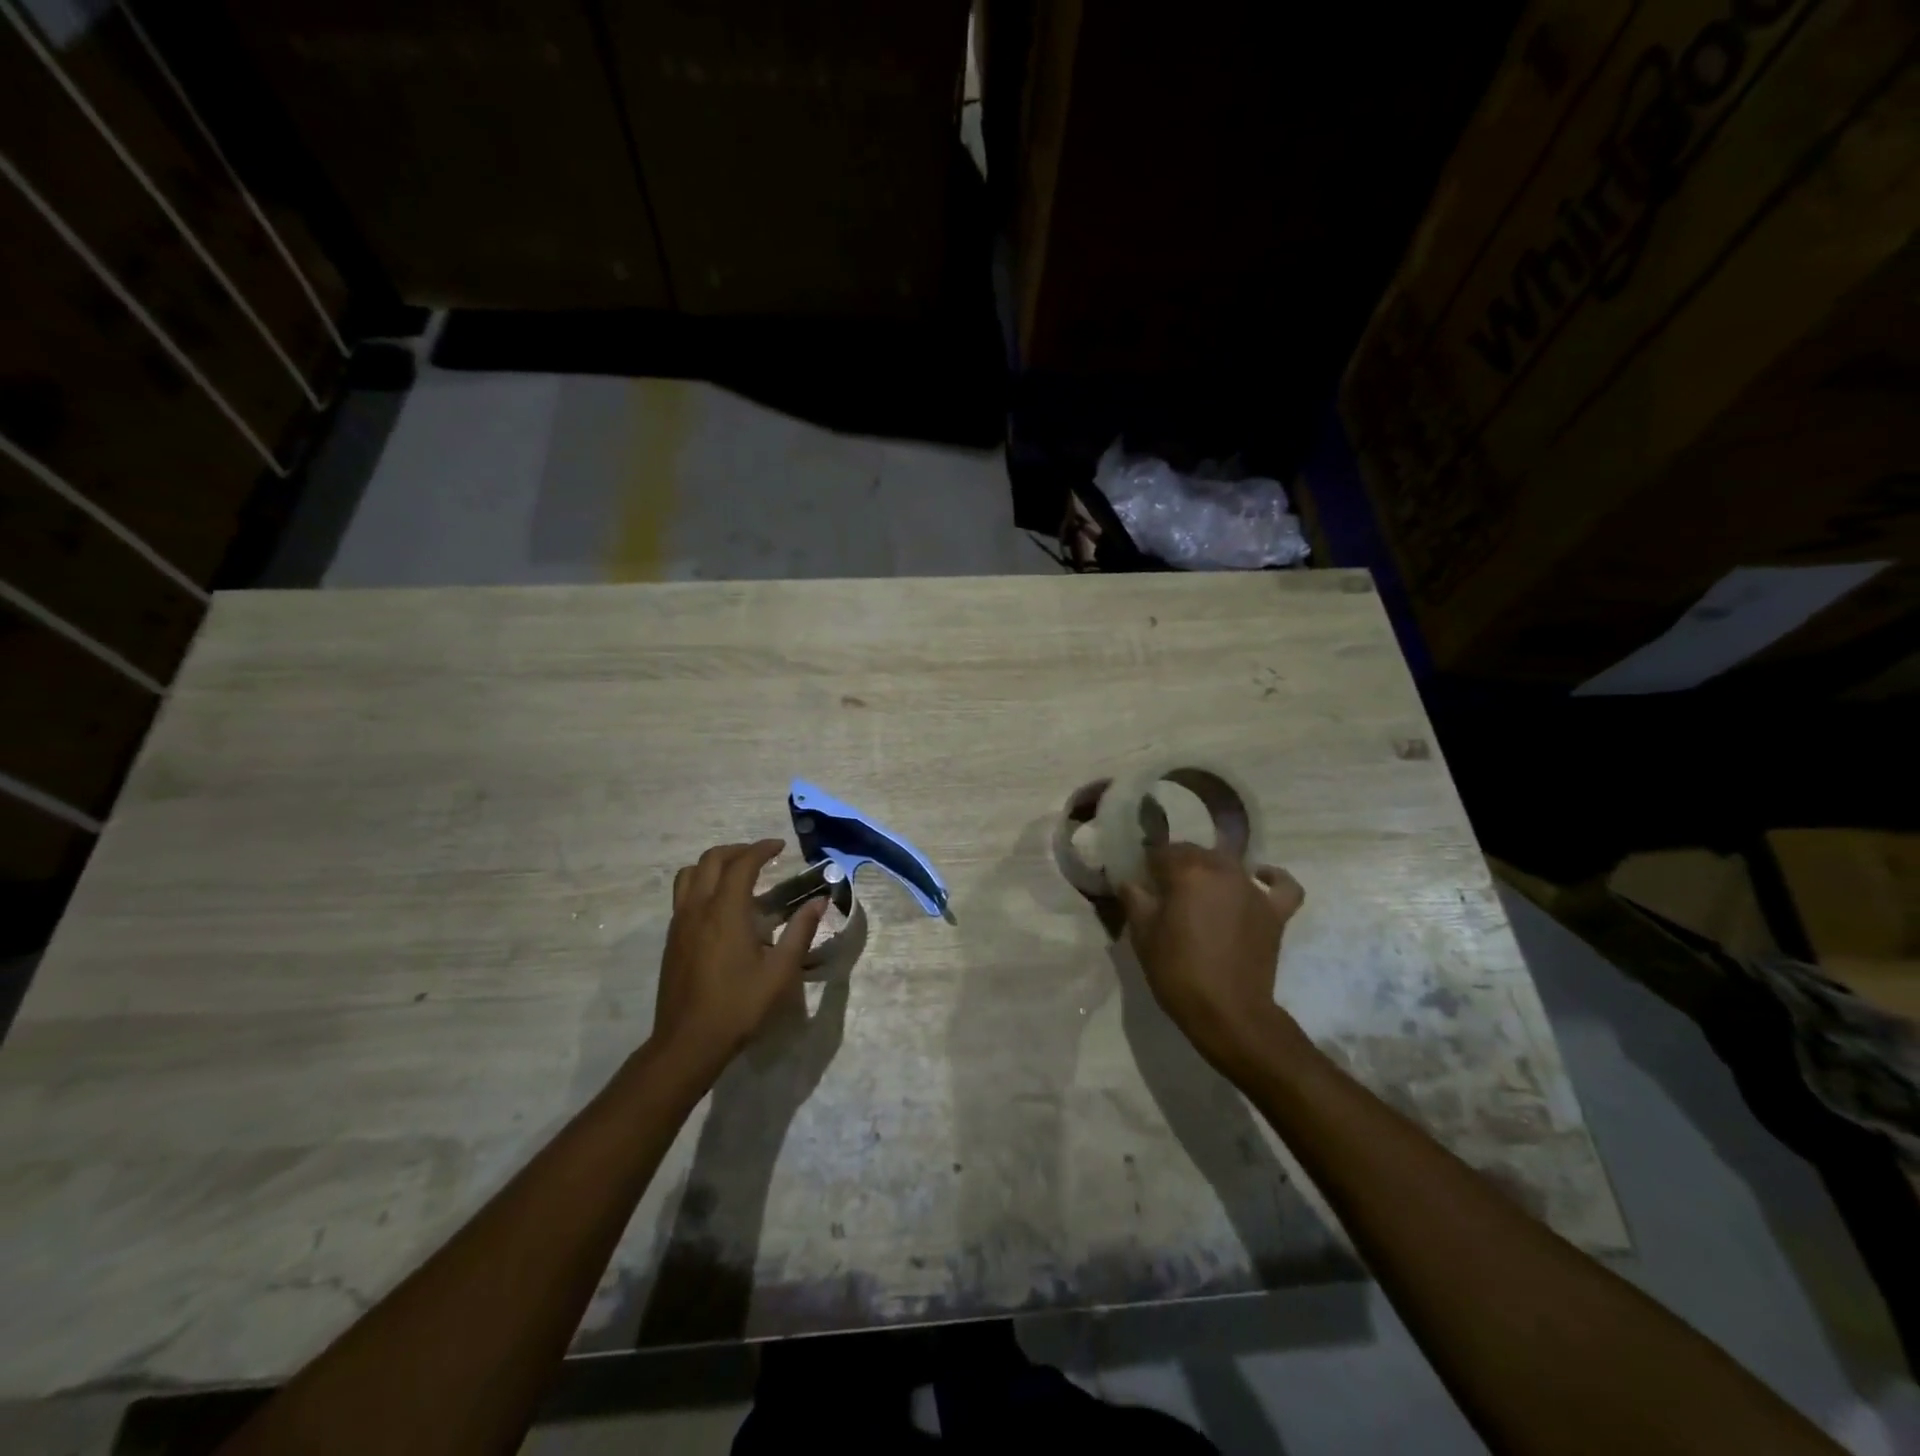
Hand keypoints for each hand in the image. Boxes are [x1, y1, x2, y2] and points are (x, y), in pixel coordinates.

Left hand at [651, 841, 827, 1081]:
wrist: (688, 1042)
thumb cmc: (739, 1005)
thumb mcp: (780, 971)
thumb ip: (800, 931)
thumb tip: (819, 902)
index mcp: (725, 911)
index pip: (742, 864)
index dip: (761, 849)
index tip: (780, 846)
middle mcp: (698, 908)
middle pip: (711, 860)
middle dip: (737, 851)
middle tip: (761, 856)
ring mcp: (680, 923)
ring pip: (689, 875)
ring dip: (714, 864)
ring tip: (737, 874)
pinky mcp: (672, 939)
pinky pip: (683, 895)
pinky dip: (702, 884)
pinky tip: (721, 906)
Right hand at [1117, 844, 1305, 1072]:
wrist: (1228, 1012)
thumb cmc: (1178, 971)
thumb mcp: (1143, 935)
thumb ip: (1134, 900)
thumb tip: (1129, 881)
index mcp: (1187, 872)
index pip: (1162, 853)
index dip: (1148, 865)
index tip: (1141, 880)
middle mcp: (1222, 870)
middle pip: (1195, 853)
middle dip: (1178, 864)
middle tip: (1165, 889)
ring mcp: (1252, 890)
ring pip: (1229, 864)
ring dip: (1212, 871)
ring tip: (1200, 892)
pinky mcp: (1274, 912)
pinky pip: (1282, 886)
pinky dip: (1272, 877)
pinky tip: (1260, 877)